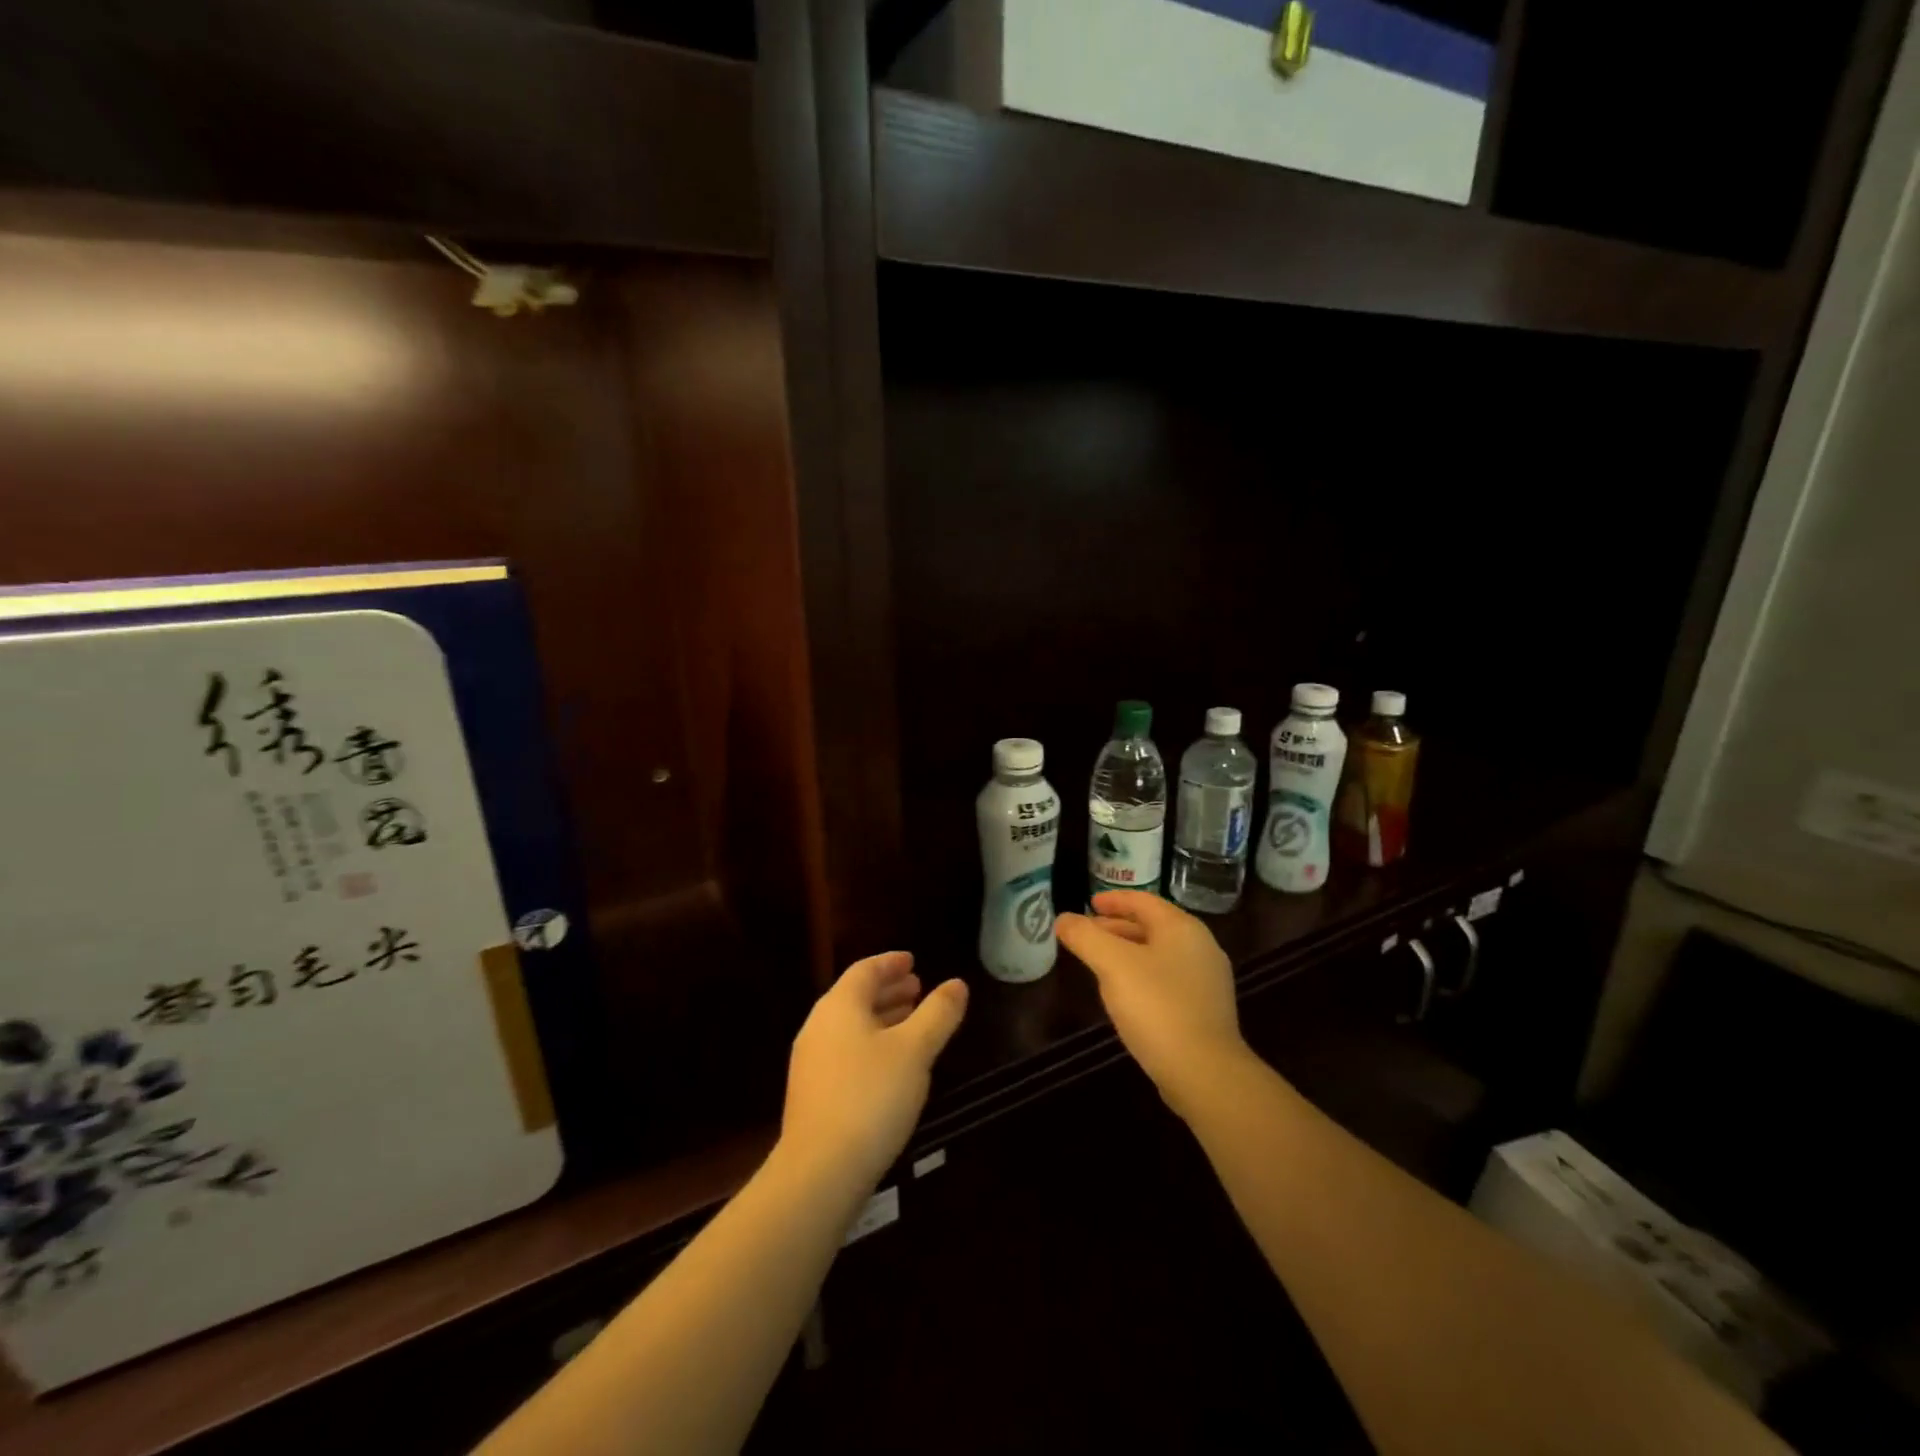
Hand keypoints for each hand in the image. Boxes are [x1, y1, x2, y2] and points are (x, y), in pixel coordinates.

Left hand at [780, 952, 968, 1190]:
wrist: (819, 1171)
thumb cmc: (871, 1096)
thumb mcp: (915, 1051)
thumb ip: (938, 1014)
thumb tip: (957, 984)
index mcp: (839, 1006)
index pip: (865, 970)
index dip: (891, 963)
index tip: (913, 961)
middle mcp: (818, 1026)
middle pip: (855, 997)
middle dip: (888, 991)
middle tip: (918, 989)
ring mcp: (811, 1062)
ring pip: (851, 1027)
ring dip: (881, 1019)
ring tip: (911, 1023)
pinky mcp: (812, 1094)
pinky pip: (845, 1052)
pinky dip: (871, 1045)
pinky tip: (891, 1066)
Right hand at [1056, 891, 1249, 1116]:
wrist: (1204, 1073)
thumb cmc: (1157, 1007)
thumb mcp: (1112, 965)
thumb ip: (1085, 936)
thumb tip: (1063, 919)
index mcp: (1182, 928)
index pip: (1143, 901)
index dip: (1113, 899)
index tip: (1088, 904)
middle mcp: (1200, 947)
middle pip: (1152, 926)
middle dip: (1116, 927)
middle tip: (1087, 934)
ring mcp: (1206, 981)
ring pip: (1159, 954)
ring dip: (1128, 952)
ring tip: (1099, 962)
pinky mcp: (1205, 1011)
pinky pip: (1167, 979)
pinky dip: (1142, 975)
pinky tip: (1125, 994)